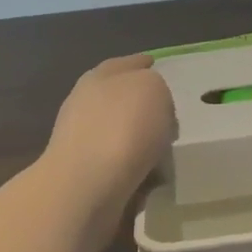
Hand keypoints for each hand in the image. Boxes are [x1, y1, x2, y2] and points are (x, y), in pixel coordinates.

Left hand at [43, 53, 175, 201]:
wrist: (87, 188)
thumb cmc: (122, 128)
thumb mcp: (152, 88)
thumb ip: (155, 86)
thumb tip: (151, 105)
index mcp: (98, 78)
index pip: (125, 64)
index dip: (142, 64)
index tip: (158, 67)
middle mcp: (85, 106)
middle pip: (118, 98)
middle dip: (141, 104)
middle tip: (169, 114)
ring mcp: (81, 143)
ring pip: (119, 133)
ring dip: (139, 139)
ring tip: (166, 148)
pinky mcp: (85, 177)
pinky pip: (121, 165)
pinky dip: (136, 167)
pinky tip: (153, 174)